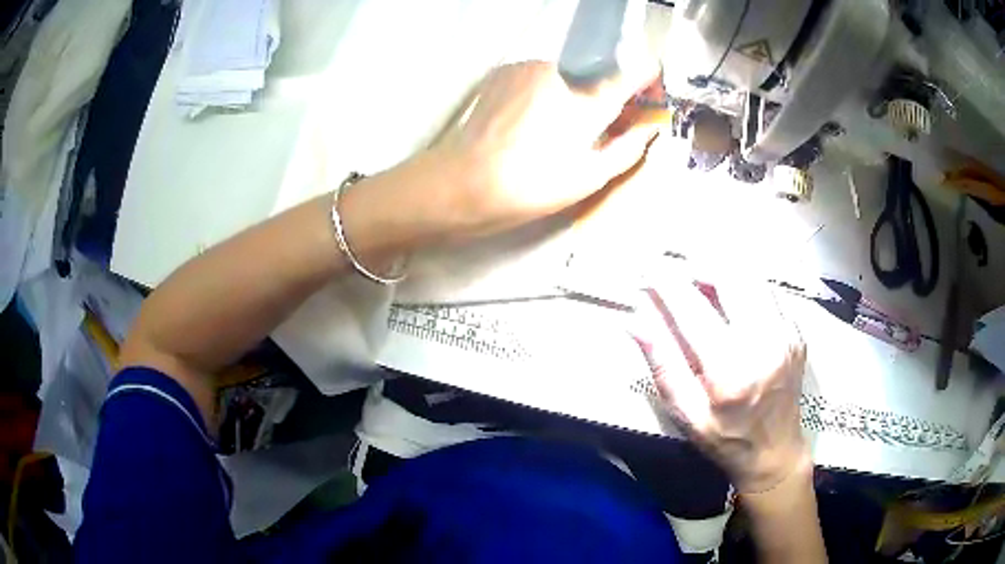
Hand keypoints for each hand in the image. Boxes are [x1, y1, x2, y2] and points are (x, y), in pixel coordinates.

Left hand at [429, 60, 660, 236]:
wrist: (463, 182)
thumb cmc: (532, 186)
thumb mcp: (588, 177)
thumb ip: (626, 149)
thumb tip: (648, 130)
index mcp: (587, 99)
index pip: (629, 75)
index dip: (645, 79)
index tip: (650, 88)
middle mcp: (560, 71)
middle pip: (594, 76)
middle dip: (600, 95)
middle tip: (594, 126)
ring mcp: (528, 67)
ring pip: (564, 75)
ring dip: (569, 93)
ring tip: (552, 128)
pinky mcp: (503, 71)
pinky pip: (537, 76)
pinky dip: (543, 91)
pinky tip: (528, 119)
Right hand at [630, 272, 809, 492]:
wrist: (776, 451)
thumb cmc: (726, 439)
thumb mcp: (686, 414)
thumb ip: (663, 365)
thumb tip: (635, 321)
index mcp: (730, 370)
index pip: (693, 309)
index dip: (666, 282)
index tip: (647, 265)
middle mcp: (763, 343)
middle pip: (730, 277)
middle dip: (698, 264)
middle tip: (677, 270)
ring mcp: (785, 334)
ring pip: (751, 277)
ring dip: (722, 271)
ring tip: (701, 280)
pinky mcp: (796, 331)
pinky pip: (767, 292)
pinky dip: (744, 287)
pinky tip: (731, 301)